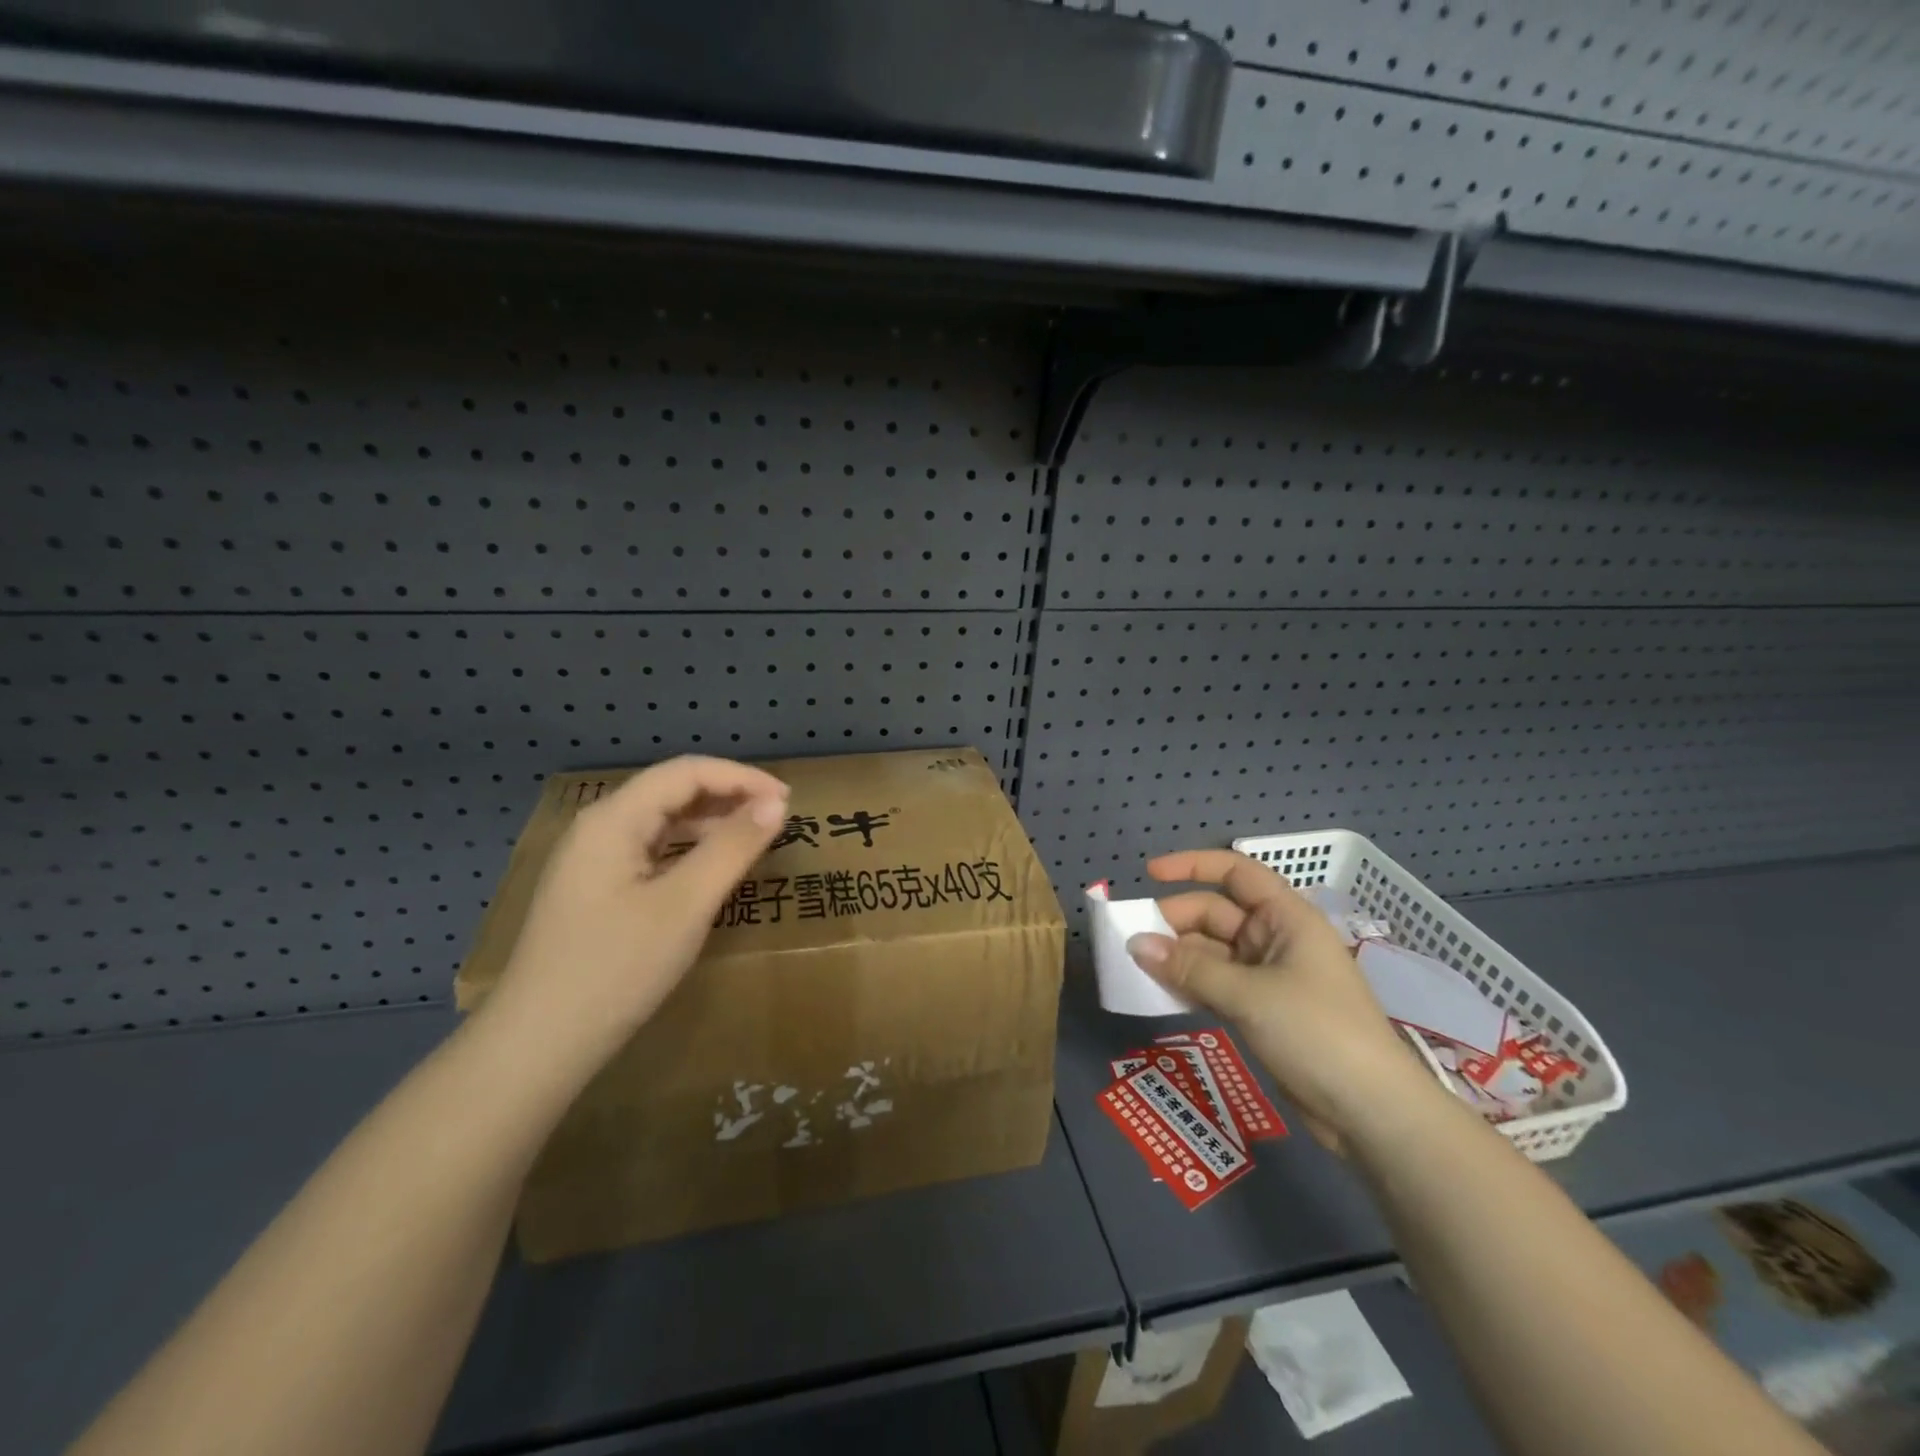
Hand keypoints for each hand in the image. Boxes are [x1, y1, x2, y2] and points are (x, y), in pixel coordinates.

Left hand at [485, 756, 789, 1066]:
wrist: (537, 1045)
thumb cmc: (617, 968)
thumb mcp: (686, 904)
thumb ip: (732, 847)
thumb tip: (776, 804)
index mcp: (614, 819)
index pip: (687, 772)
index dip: (742, 777)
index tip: (789, 800)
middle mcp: (598, 827)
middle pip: (671, 790)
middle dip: (728, 795)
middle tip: (777, 818)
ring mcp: (590, 859)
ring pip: (660, 821)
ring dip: (710, 822)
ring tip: (753, 839)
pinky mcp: (592, 889)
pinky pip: (649, 850)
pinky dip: (688, 849)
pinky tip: (710, 870)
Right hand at [1127, 850, 1431, 1150]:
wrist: (1372, 1113)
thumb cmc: (1317, 1032)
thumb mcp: (1248, 994)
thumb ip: (1189, 967)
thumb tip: (1134, 944)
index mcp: (1286, 917)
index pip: (1236, 872)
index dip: (1193, 866)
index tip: (1150, 875)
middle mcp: (1276, 939)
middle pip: (1216, 913)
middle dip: (1175, 922)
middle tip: (1133, 941)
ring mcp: (1269, 977)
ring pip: (1212, 952)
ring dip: (1178, 957)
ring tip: (1137, 968)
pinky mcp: (1262, 1011)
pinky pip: (1216, 984)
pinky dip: (1190, 985)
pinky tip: (1161, 994)